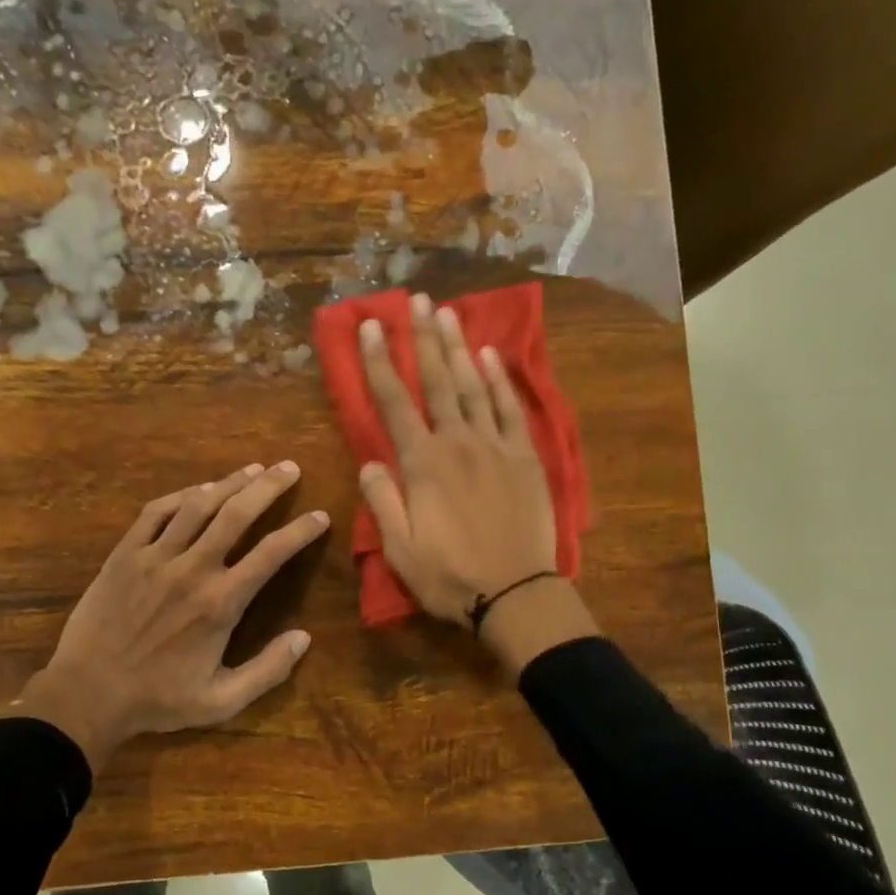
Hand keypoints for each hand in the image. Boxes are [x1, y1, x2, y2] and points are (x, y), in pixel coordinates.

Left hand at [20, 462, 328, 770]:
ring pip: (199, 505)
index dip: (301, 531)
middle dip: (269, 487)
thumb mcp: (221, 701)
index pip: (271, 554)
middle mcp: (192, 569)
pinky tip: (199, 489)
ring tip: (253, 468)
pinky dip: (181, 495)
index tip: (320, 516)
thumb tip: (304, 638)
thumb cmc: (158, 700)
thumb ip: (267, 670)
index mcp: (221, 603)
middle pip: (237, 514)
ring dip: (230, 482)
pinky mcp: (125, 554)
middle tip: (290, 468)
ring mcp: (155, 557)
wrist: (87, 694)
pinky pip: (156, 512)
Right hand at [357, 292, 597, 675]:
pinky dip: (499, 380)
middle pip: (436, 380)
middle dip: (423, 338)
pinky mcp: (525, 457)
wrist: (515, 594)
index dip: (379, 362)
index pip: (393, 403)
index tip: (370, 327)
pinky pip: (511, 409)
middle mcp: (458, 443)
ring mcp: (496, 446)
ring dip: (458, 347)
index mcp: (423, 464)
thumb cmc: (450, 576)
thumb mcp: (400, 549)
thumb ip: (383, 500)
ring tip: (448, 312)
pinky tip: (490, 356)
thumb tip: (371, 460)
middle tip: (415, 300)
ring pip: (473, 386)